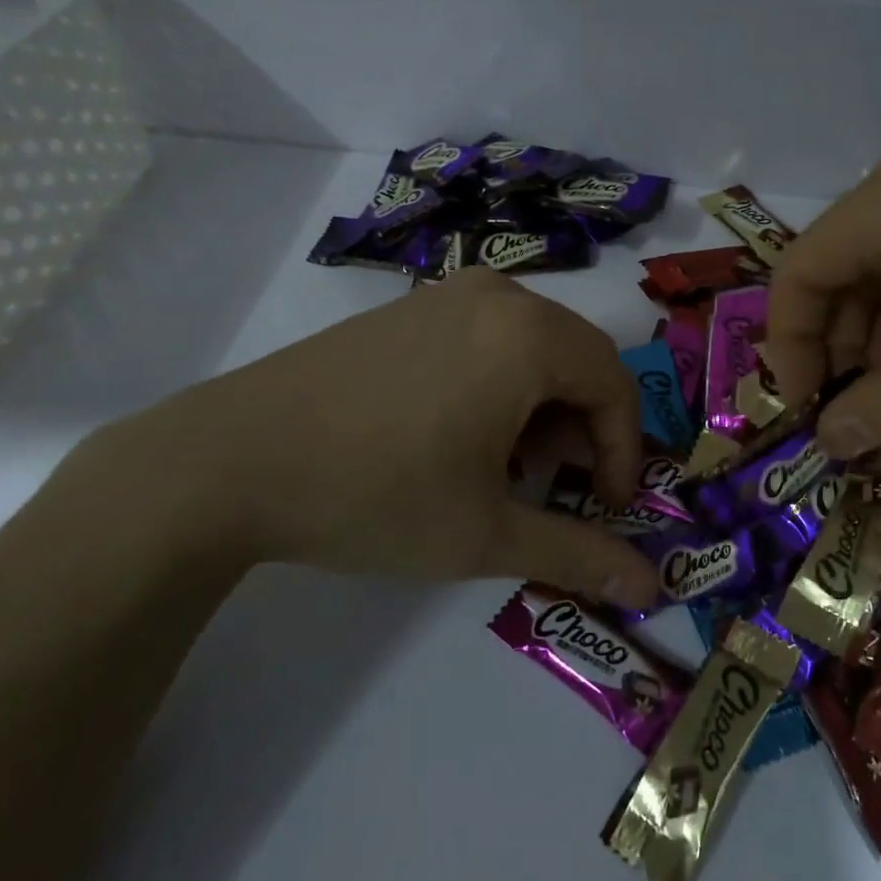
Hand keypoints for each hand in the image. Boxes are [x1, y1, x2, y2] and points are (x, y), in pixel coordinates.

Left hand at [91, 268, 659, 606]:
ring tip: (505, 468)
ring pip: (535, 347)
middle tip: (554, 489)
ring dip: (542, 409)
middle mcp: (498, 297)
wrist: (229, 460)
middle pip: (578, 360)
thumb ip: (578, 554)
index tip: (605, 508)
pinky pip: (489, 338)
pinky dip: (502, 385)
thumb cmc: (375, 494)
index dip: (623, 452)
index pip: (616, 386)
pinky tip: (460, 435)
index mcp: (528, 335)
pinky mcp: (411, 307)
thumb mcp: (486, 534)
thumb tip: (650, 586)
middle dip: (583, 430)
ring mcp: (448, 294)